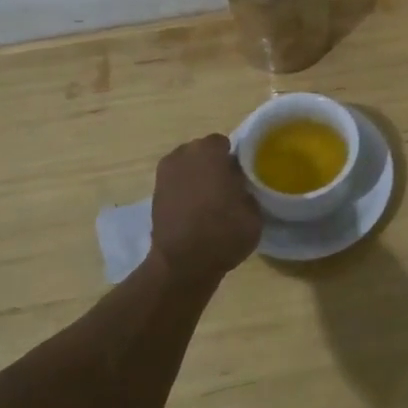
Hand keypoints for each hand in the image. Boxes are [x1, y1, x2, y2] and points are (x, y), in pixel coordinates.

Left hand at [148, 135, 262, 280]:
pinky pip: (176, 183)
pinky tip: (195, 210)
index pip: (224, 143)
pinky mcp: (154, 194)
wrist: (183, 264)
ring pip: (187, 167)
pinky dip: (184, 191)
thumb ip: (247, 188)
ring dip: (198, 177)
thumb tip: (240, 184)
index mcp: (209, 152)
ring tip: (211, 200)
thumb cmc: (223, 232)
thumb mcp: (253, 210)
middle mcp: (183, 155)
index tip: (242, 175)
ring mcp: (164, 174)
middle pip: (202, 152)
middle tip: (228, 186)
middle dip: (214, 164)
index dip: (234, 158)